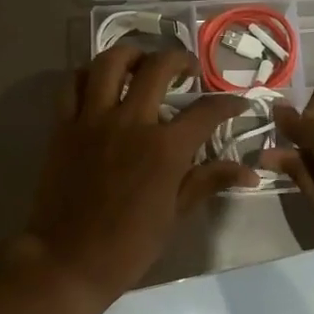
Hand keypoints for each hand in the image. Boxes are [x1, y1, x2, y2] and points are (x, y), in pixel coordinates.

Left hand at [24, 45, 254, 303]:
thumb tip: (250, 172)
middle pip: (159, 68)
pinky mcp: (63, 125)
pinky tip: (99, 82)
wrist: (68, 259)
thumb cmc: (129, 244)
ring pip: (110, 62)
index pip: (207, 111)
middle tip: (188, 70)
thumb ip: (208, 181)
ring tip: (141, 62)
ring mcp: (93, 119)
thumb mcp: (175, 214)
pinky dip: (87, 75)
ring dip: (131, 54)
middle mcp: (131, 122)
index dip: (229, 102)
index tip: (238, 102)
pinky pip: (72, 85)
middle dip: (181, 60)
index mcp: (165, 148)